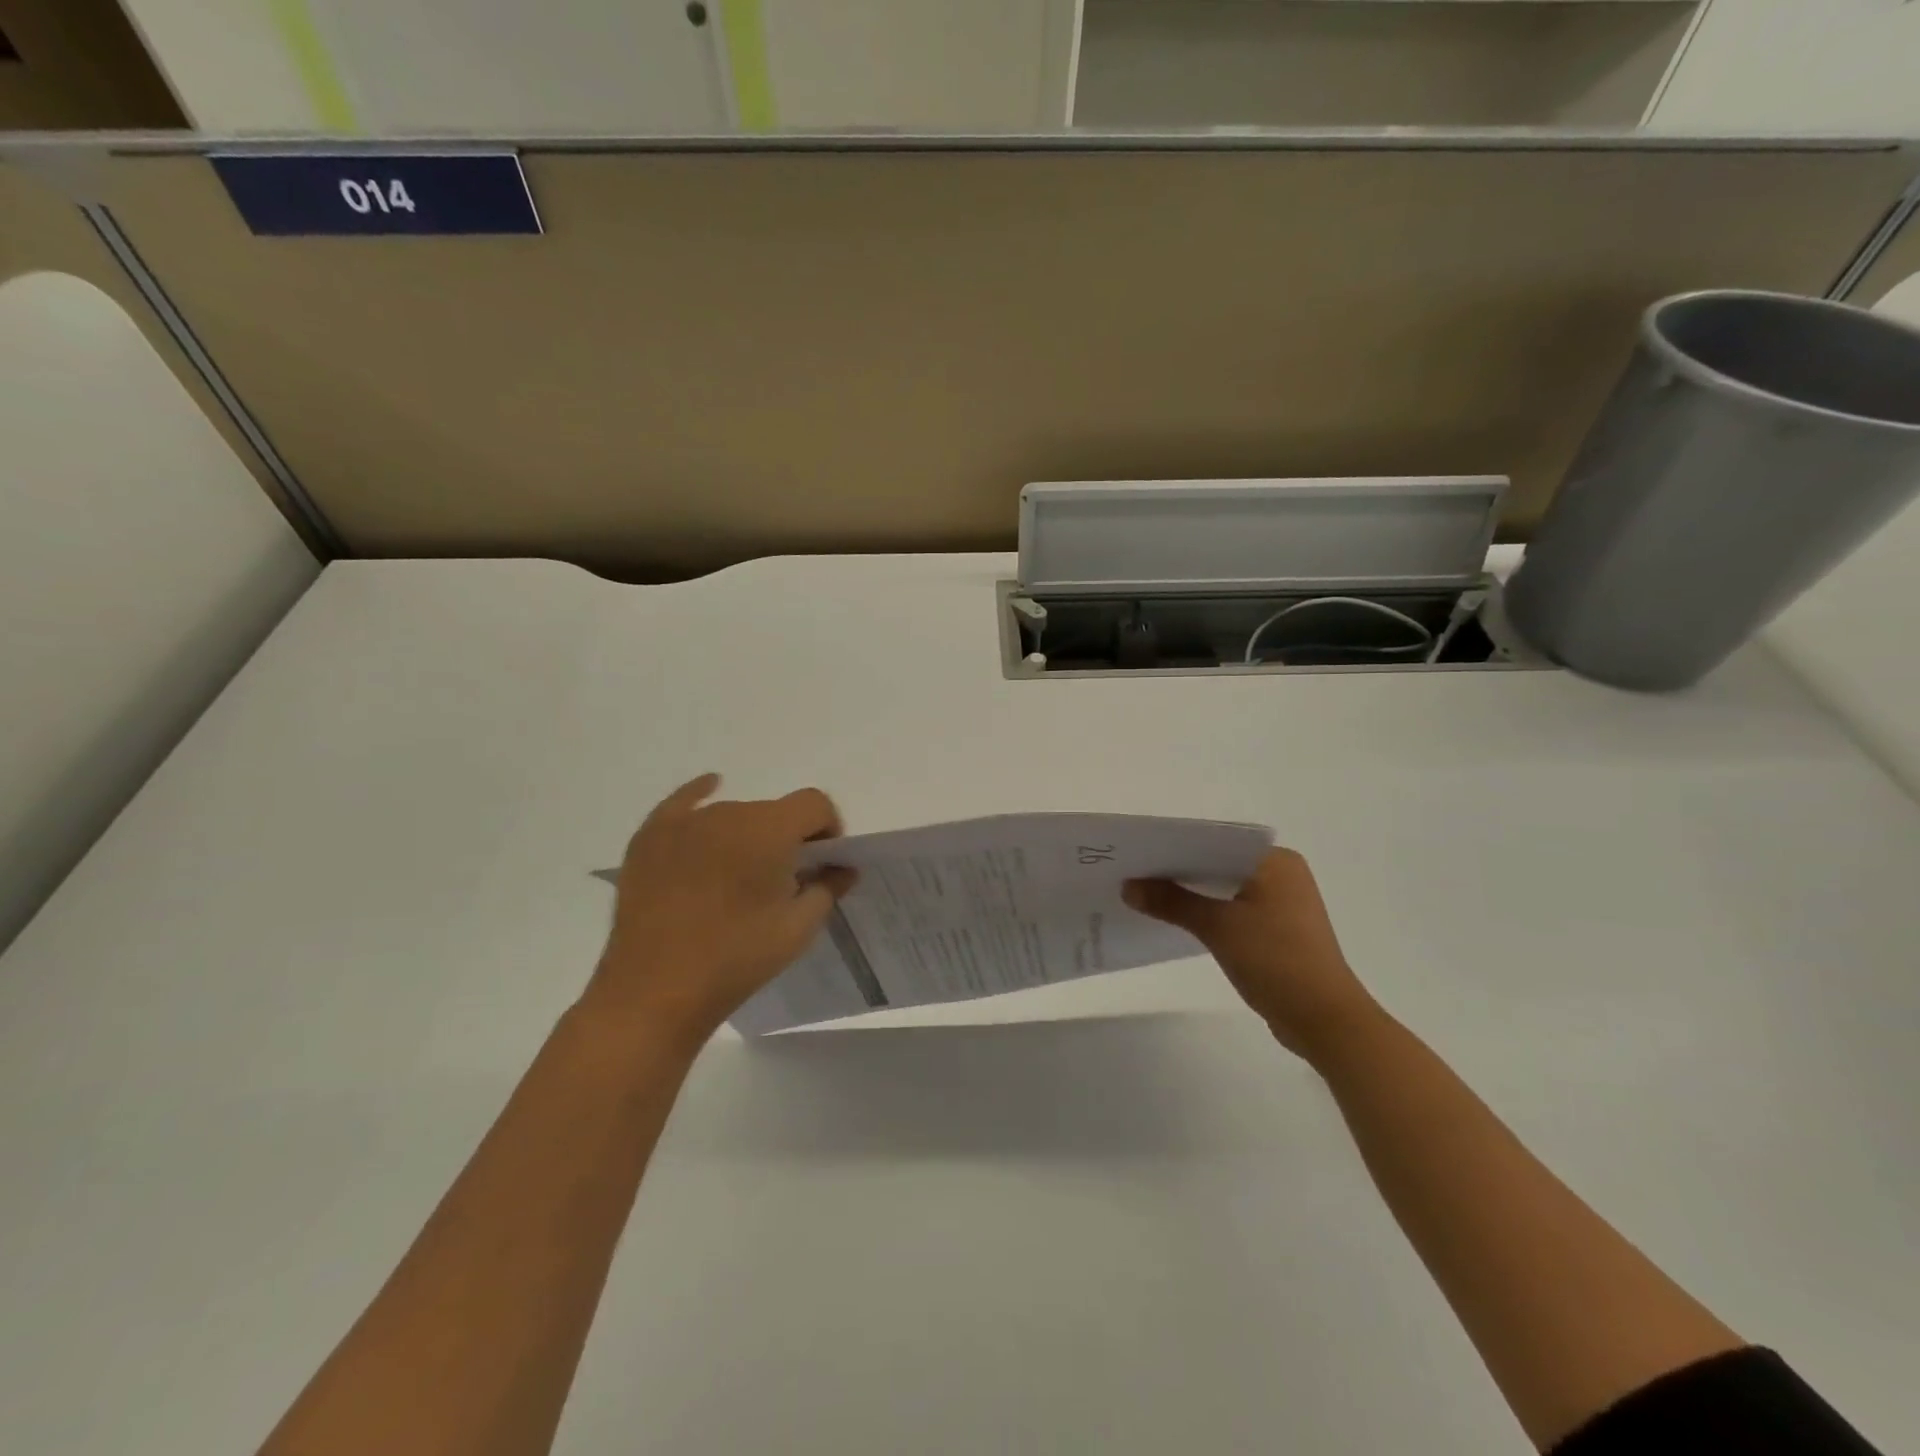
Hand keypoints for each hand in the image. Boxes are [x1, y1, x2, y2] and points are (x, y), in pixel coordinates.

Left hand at [584, 774, 854, 1050]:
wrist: (655, 992)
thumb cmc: (737, 959)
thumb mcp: (798, 928)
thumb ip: (827, 887)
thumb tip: (842, 868)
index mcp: (770, 829)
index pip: (815, 804)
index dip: (828, 829)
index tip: (821, 864)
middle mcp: (729, 812)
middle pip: (773, 811)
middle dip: (787, 838)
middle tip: (780, 882)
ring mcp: (684, 822)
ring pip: (732, 814)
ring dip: (747, 835)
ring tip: (736, 879)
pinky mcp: (650, 837)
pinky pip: (683, 803)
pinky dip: (701, 797)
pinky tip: (710, 787)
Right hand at [1124, 849, 1381, 1062]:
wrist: (1324, 1020)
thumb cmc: (1275, 960)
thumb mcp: (1217, 927)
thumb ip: (1171, 902)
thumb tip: (1128, 886)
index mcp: (1275, 861)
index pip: (1216, 842)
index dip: (1176, 847)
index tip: (1138, 853)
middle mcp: (1282, 874)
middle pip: (1218, 864)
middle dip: (1179, 871)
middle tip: (1134, 872)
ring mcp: (1283, 904)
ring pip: (1225, 888)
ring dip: (1192, 893)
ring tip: (1147, 894)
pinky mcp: (1279, 930)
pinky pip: (1234, 909)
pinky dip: (1209, 912)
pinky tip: (1178, 919)